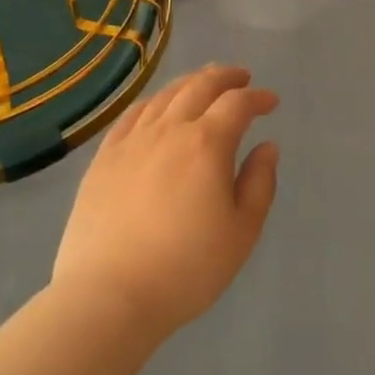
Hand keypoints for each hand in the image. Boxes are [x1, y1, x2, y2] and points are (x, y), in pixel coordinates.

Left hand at [53, 64, 279, 341]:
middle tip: (241, 77)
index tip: (271, 102)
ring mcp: (132, 141)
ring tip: (203, 83)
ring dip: (190, 83)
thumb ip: (259, 183)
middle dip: (225, 77)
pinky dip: (152, 102)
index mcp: (207, 143)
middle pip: (200, 87)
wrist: (108, 297)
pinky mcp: (103, 158)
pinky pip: (131, 115)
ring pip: (165, 96)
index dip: (258, 98)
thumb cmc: (186, 269)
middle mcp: (169, 130)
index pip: (237, 104)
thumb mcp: (241, 232)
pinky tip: (157, 107)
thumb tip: (267, 146)